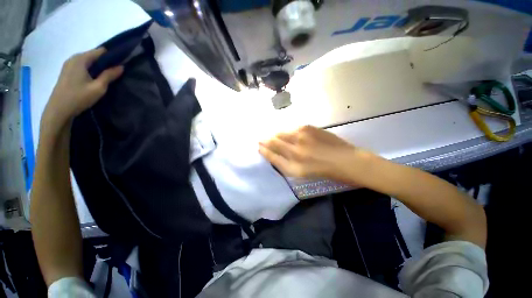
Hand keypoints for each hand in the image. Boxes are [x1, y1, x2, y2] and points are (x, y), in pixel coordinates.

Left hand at [44, 48, 122, 123]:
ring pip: (88, 61)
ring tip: (108, 75)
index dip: (112, 56)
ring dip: (98, 66)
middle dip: (105, 61)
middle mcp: (74, 58)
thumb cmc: (79, 97)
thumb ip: (109, 75)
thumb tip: (121, 66)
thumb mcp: (98, 87)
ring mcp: (69, 65)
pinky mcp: (67, 72)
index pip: (100, 51)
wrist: (58, 110)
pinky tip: (96, 78)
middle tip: (117, 71)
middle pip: (94, 55)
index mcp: (81, 59)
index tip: (122, 62)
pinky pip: (82, 66)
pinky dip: (91, 69)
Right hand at [259, 126, 373, 183]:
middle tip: (260, 139)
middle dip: (265, 140)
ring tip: (271, 134)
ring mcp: (301, 138)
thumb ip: (289, 164)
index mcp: (294, 168)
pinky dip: (286, 130)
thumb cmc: (327, 172)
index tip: (259, 147)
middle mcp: (295, 152)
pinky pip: (291, 128)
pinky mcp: (308, 128)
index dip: (264, 151)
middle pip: (274, 143)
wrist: (349, 161)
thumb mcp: (304, 173)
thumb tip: (278, 153)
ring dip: (274, 134)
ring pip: (281, 134)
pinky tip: (285, 131)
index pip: (272, 157)